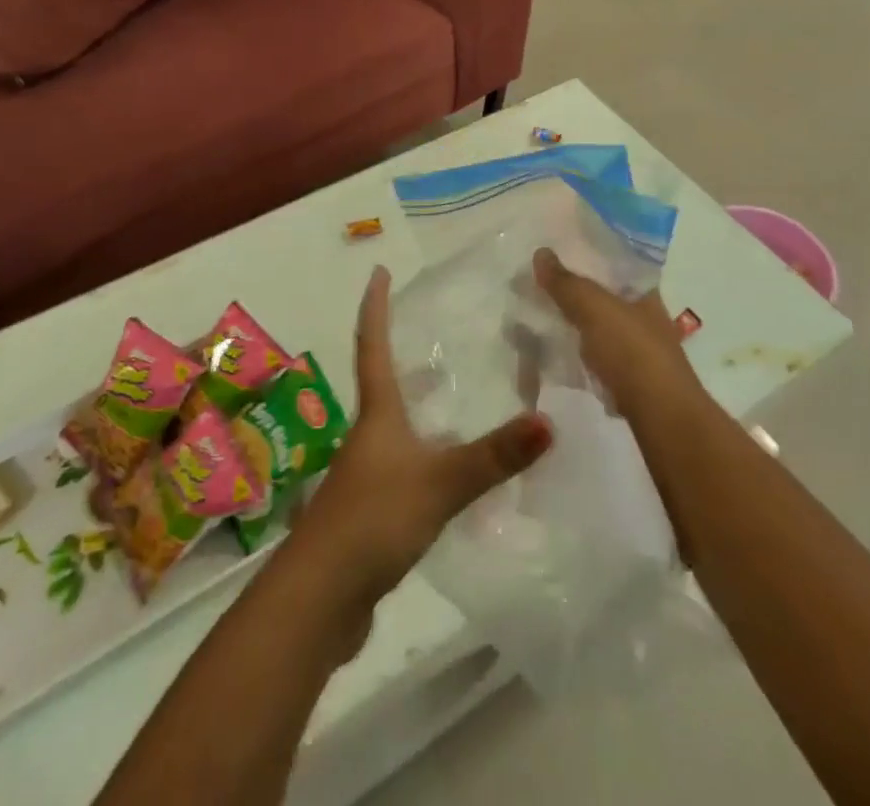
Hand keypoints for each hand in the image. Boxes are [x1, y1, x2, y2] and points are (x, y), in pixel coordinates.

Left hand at [291, 266, 552, 608]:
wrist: (320, 598)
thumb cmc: (374, 520)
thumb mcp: (440, 483)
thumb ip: (493, 456)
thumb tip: (549, 421)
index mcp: (377, 414)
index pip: (373, 345)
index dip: (376, 306)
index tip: (378, 271)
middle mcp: (368, 435)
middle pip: (381, 380)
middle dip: (397, 349)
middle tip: (425, 325)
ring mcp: (367, 473)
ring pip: (393, 423)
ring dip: (413, 400)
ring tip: (446, 387)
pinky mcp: (372, 510)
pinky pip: (403, 463)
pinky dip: (423, 449)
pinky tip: (447, 464)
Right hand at [532, 248, 699, 416]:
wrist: (659, 414)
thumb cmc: (632, 350)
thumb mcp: (594, 307)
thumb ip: (567, 283)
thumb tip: (541, 252)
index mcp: (646, 292)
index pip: (616, 265)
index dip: (589, 258)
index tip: (557, 256)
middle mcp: (646, 317)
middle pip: (605, 296)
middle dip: (574, 292)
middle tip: (538, 285)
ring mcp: (639, 350)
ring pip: (598, 327)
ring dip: (573, 323)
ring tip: (539, 317)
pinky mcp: (627, 379)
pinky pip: (595, 356)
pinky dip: (576, 352)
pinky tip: (554, 351)